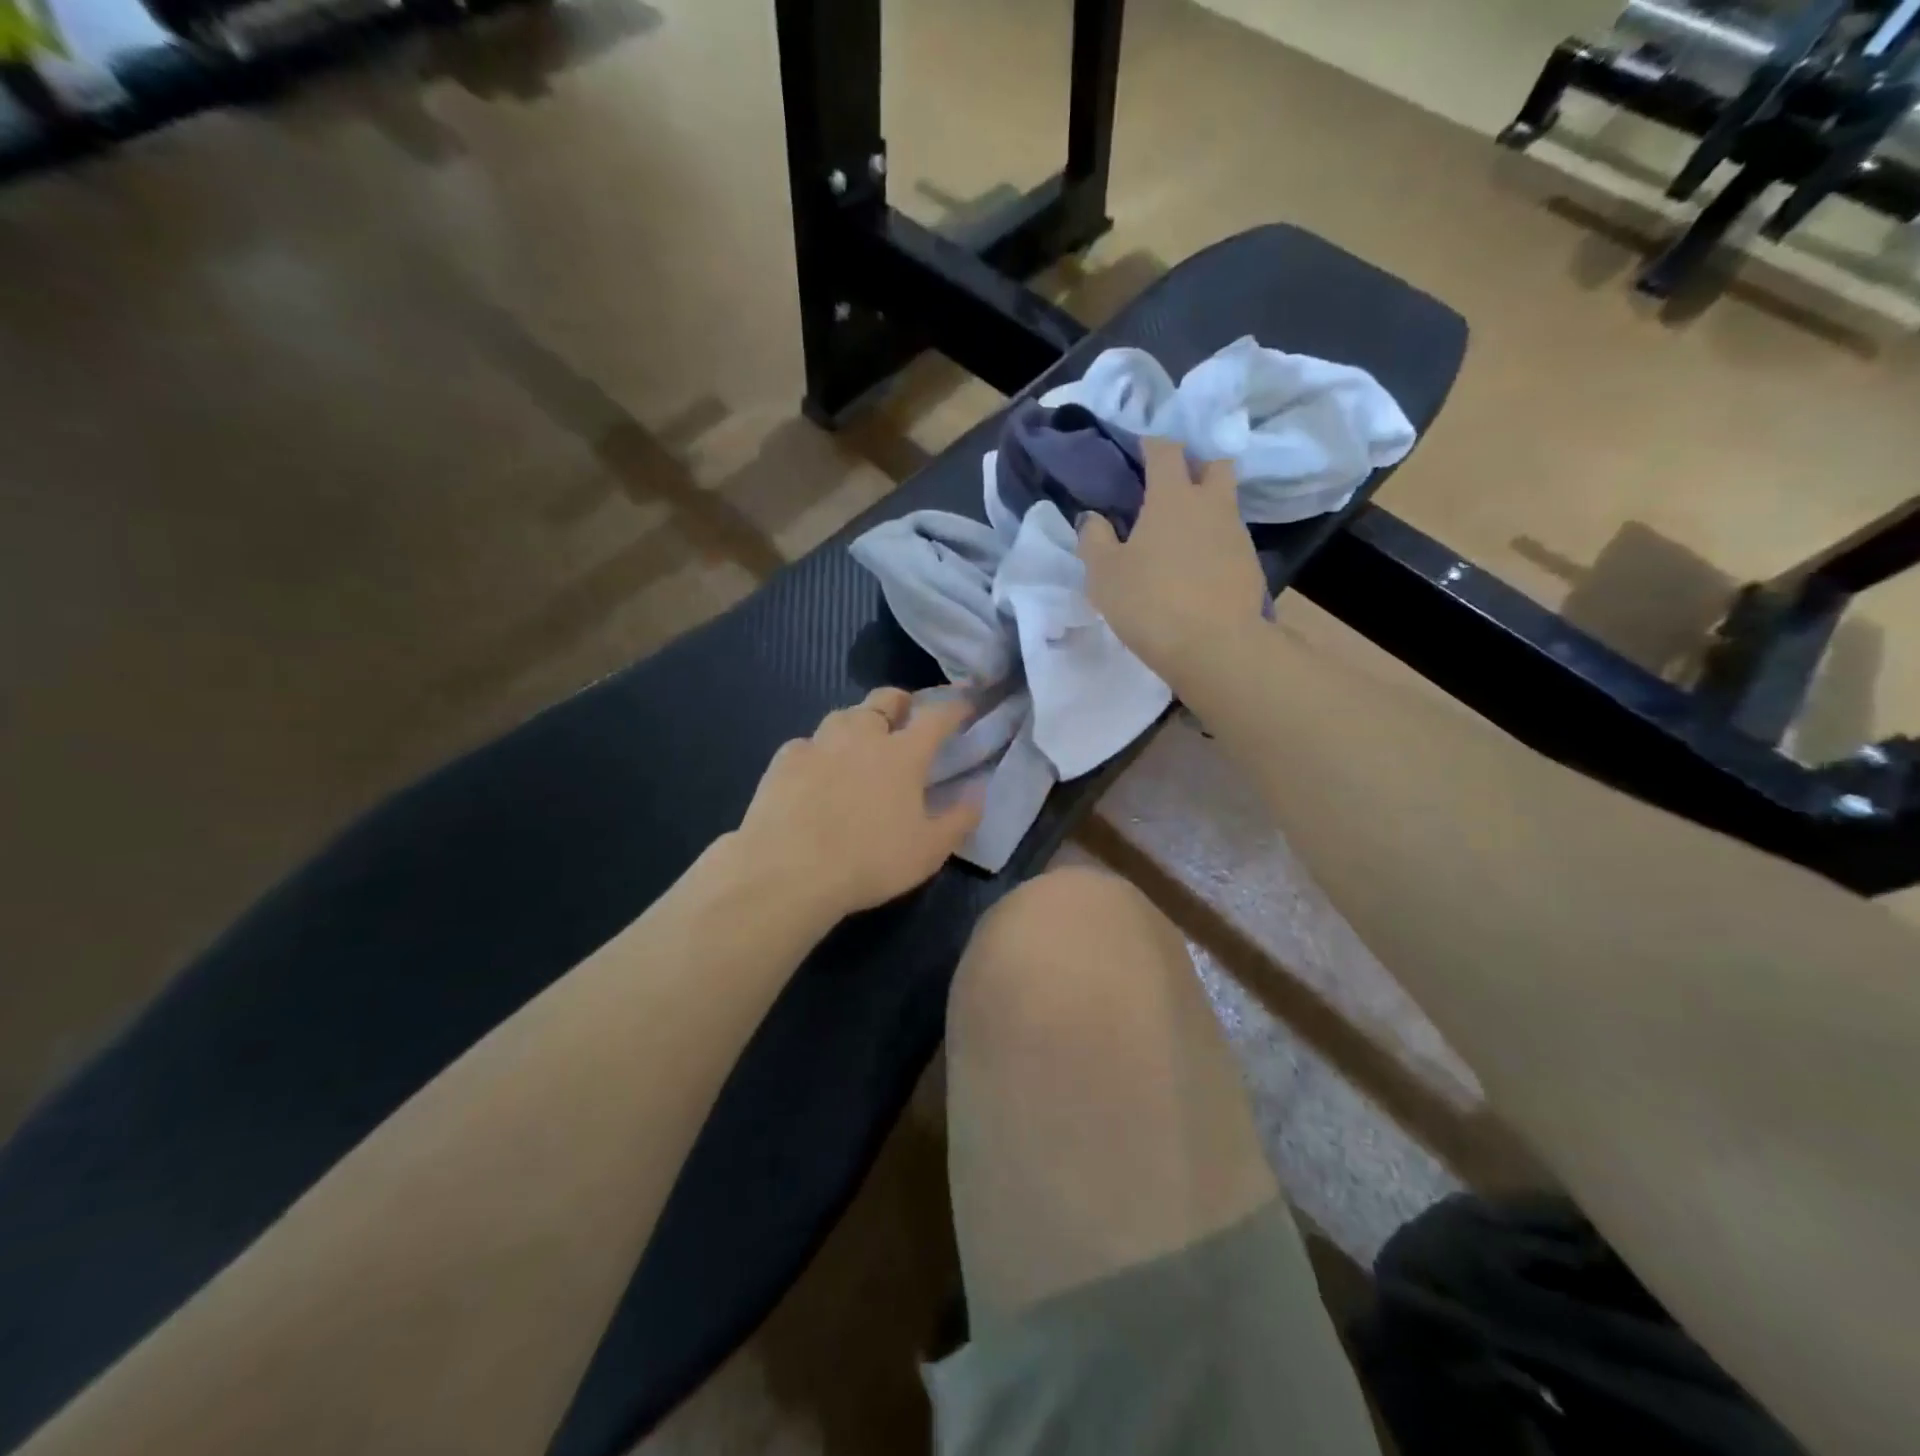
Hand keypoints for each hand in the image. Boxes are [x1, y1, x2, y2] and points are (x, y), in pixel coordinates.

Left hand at [733, 689, 980, 919]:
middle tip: (904, 716)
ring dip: (858, 722)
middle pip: (884, 699)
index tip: (963, 706)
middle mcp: (862, 736)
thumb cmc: (870, 860)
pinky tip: (816, 771)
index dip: (953, 708)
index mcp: (903, 754)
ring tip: (859, 742)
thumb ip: (960, 819)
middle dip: (900, 701)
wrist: (789, 870)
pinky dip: (819, 751)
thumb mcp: (930, 851)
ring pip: (843, 715)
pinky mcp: (785, 759)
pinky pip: (808, 743)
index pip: (936, 717)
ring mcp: (819, 743)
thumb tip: (978, 792)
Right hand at [1077, 437, 1268, 694]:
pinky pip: (1231, 540)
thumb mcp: (1104, 574)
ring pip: (1225, 504)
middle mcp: (1211, 505)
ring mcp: (1237, 534)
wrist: (1215, 647)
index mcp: (1173, 497)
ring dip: (1206, 508)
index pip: (1166, 450)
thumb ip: (1095, 540)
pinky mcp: (1250, 565)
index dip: (1152, 445)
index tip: (1141, 450)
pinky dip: (1215, 544)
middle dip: (1195, 467)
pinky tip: (1199, 568)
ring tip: (1182, 535)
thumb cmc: (1149, 602)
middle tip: (1173, 488)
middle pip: (1214, 465)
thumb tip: (1093, 518)